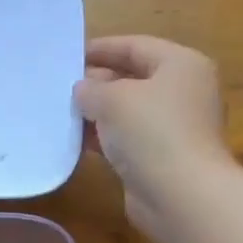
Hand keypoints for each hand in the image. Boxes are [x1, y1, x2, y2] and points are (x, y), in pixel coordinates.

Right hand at [74, 35, 233, 242]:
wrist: (181, 195)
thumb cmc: (152, 132)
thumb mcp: (113, 100)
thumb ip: (91, 89)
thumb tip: (82, 90)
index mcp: (181, 65)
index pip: (135, 46)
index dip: (101, 48)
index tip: (68, 55)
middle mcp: (182, 92)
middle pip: (133, 78)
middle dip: (96, 83)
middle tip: (59, 87)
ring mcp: (173, 128)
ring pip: (127, 112)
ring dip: (96, 114)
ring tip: (61, 114)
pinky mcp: (161, 158)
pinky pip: (126, 140)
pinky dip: (103, 139)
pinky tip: (76, 143)